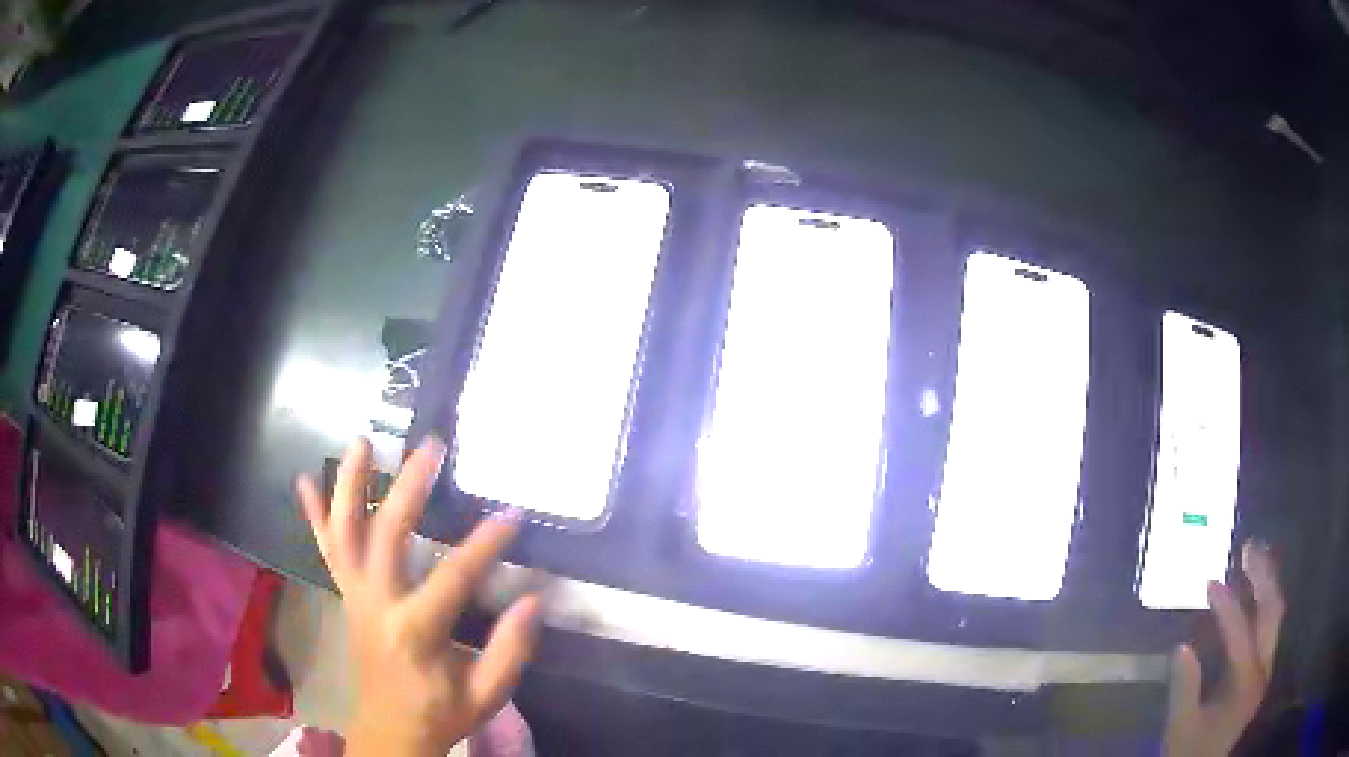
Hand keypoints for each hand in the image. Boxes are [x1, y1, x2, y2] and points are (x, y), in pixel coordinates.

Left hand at [297, 436, 541, 756]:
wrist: (390, 730)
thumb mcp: (486, 695)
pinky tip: (303, 482)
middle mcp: (376, 604)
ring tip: (361, 440)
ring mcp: (354, 596)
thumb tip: (534, 599)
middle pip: (387, 534)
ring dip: (350, 483)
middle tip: (430, 447)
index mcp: (415, 631)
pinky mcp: (346, 596)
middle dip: (408, 486)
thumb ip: (510, 650)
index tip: (513, 513)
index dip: (486, 543)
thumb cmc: (440, 714)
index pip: (454, 576)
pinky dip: (314, 515)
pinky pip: (325, 551)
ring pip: (345, 532)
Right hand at [1163, 540, 1283, 756]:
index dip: (1227, 606)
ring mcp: (1265, 669)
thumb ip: (1185, 688)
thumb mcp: (1181, 727)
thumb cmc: (1189, 752)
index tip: (1210, 581)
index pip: (1241, 635)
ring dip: (1268, 583)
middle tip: (1248, 548)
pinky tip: (1257, 591)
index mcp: (1245, 684)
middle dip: (1263, 577)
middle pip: (1272, 612)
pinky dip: (1265, 603)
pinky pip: (1270, 627)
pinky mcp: (1262, 672)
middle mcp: (1263, 669)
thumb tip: (1182, 645)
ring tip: (1255, 558)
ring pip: (1275, 615)